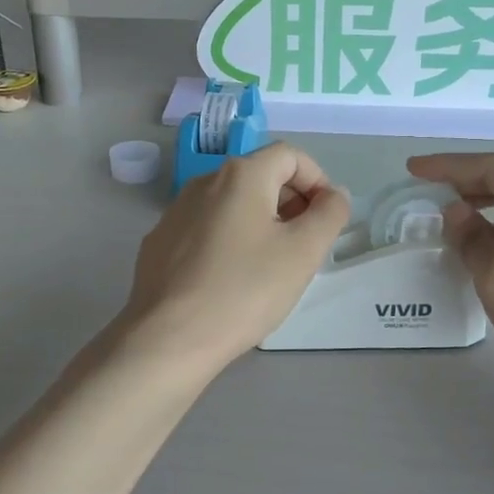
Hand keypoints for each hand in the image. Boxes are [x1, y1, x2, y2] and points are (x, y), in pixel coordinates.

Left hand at [118, 143, 350, 378]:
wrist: (169, 337)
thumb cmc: (245, 289)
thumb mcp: (303, 252)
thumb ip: (329, 214)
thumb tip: (334, 194)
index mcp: (241, 175)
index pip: (290, 155)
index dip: (318, 181)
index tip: (327, 219)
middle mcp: (204, 182)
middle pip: (259, 177)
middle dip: (291, 202)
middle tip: (305, 246)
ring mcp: (176, 212)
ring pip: (231, 205)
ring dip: (260, 223)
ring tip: (271, 266)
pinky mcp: (160, 242)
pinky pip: (206, 229)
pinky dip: (229, 241)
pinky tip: (231, 280)